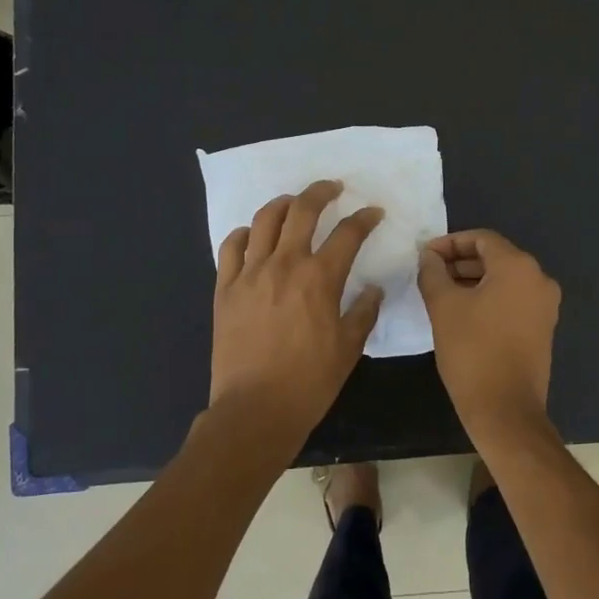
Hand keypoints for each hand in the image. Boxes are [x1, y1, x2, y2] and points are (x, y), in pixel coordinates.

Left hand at [208, 180, 383, 450]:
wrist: (255, 410)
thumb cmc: (309, 382)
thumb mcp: (349, 348)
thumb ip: (364, 312)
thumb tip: (373, 289)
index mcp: (320, 278)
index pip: (348, 233)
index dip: (364, 218)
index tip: (373, 213)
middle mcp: (284, 264)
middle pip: (302, 210)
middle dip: (321, 192)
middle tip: (333, 188)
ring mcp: (250, 273)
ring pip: (264, 220)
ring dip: (283, 204)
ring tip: (293, 203)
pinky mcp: (225, 288)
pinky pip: (232, 247)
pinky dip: (245, 234)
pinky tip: (254, 237)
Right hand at [417, 229, 560, 436]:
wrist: (505, 409)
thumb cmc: (472, 350)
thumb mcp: (443, 306)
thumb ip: (433, 272)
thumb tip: (429, 256)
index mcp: (518, 267)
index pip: (482, 239)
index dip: (450, 243)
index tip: (424, 256)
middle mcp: (539, 279)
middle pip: (495, 257)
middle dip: (460, 262)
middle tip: (430, 273)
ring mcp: (545, 305)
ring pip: (504, 280)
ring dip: (472, 281)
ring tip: (441, 293)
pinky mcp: (543, 328)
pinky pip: (513, 300)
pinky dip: (489, 298)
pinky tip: (463, 313)